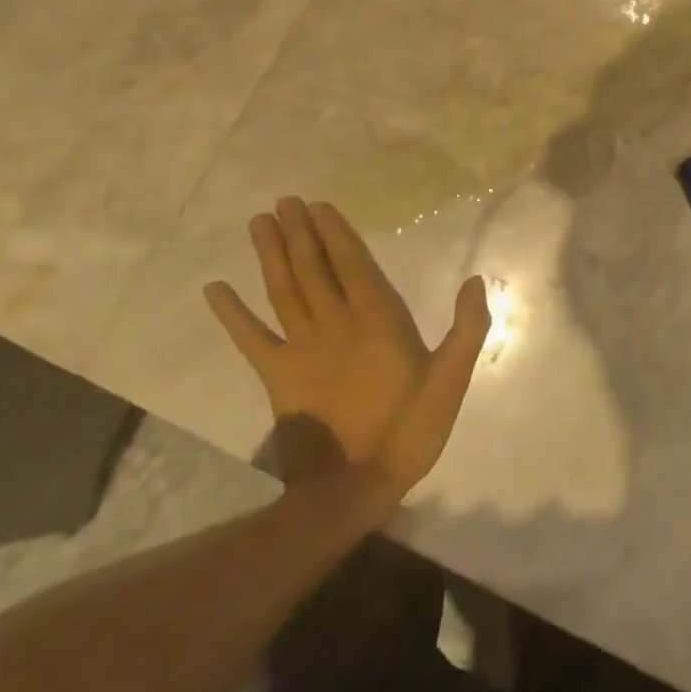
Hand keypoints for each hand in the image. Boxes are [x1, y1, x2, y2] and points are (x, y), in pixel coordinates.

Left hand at [204, 198, 490, 496]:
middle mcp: (336, 323)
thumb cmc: (409, 430)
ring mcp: (302, 349)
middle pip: (313, 269)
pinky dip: (232, 314)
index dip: (335, 233)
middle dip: (299, 233)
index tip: (318, 205)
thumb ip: (467, 328)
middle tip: (284, 201)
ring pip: (284, 291)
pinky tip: (215, 289)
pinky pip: (251, 338)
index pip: (353, 265)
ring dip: (271, 255)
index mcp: (378, 320)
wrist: (353, 489)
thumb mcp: (451, 380)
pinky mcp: (277, 376)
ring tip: (259, 223)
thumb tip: (475, 280)